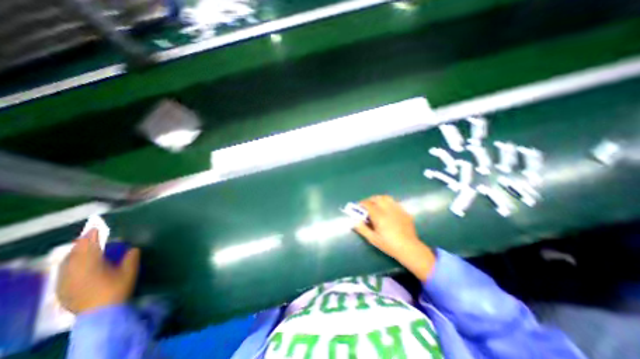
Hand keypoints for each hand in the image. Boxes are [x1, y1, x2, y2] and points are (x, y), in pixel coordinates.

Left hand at [56, 230, 140, 313]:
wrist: (100, 313)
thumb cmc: (117, 289)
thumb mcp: (130, 272)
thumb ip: (131, 258)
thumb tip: (133, 249)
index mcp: (91, 265)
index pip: (89, 246)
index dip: (92, 236)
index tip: (96, 227)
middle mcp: (74, 271)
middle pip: (74, 253)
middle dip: (81, 243)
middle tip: (89, 235)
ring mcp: (65, 281)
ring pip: (66, 262)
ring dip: (74, 252)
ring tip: (82, 246)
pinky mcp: (62, 289)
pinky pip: (63, 271)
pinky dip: (69, 262)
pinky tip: (74, 263)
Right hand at [353, 195, 437, 280]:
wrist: (409, 248)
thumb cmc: (389, 244)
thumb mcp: (373, 239)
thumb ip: (362, 229)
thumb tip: (354, 221)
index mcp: (379, 215)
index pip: (368, 204)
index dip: (361, 204)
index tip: (358, 207)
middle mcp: (388, 209)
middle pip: (377, 198)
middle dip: (370, 200)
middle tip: (366, 206)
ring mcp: (397, 209)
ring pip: (386, 198)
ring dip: (379, 199)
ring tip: (376, 205)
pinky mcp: (404, 212)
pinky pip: (394, 203)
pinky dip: (388, 203)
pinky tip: (388, 211)